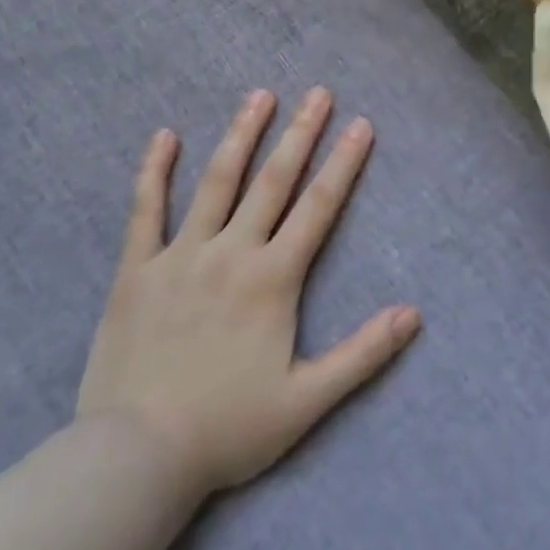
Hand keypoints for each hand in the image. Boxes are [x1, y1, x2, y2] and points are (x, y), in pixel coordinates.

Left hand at [75, 88, 420, 492]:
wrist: (136, 457)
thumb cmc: (227, 428)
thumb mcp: (307, 401)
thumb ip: (362, 354)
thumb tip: (413, 314)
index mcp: (273, 279)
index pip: (319, 207)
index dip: (343, 163)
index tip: (360, 125)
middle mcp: (232, 253)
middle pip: (273, 180)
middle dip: (300, 133)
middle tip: (318, 92)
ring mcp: (180, 256)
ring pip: (217, 182)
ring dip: (241, 134)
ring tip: (259, 96)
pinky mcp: (137, 270)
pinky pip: (145, 210)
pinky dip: (154, 171)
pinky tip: (164, 136)